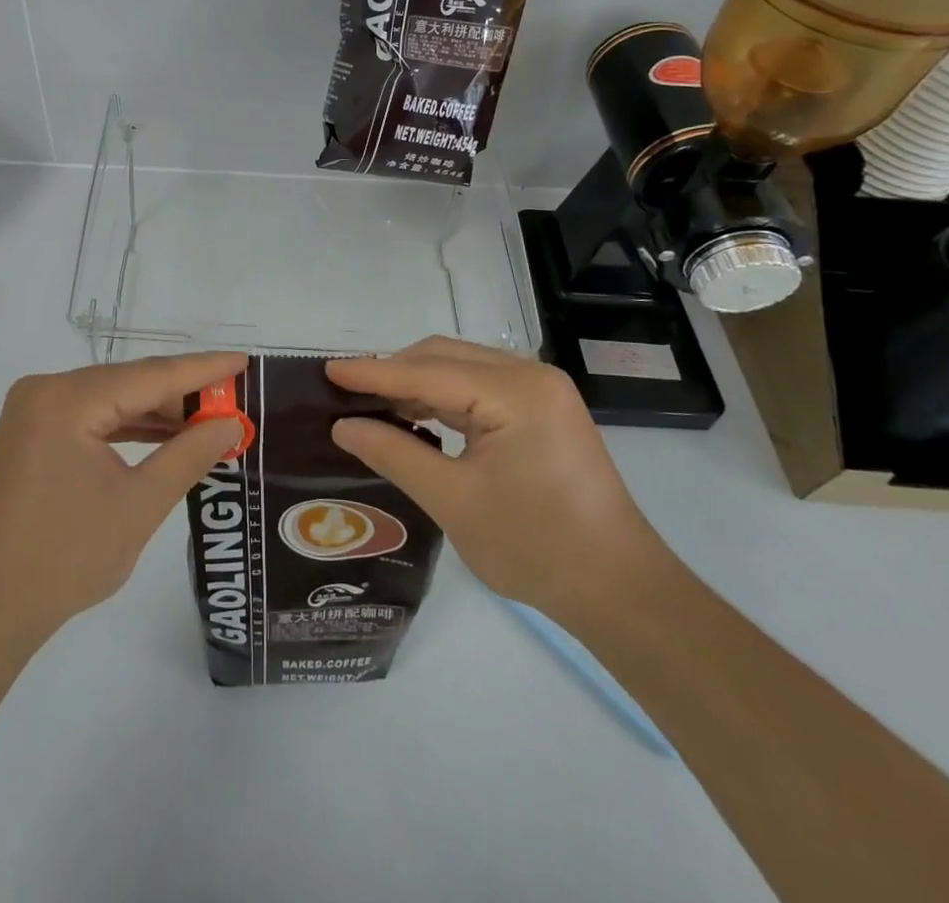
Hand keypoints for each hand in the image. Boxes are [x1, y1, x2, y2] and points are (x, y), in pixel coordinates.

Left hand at [0, 352, 247, 651]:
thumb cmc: (64, 558)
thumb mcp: (139, 505)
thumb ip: (189, 455)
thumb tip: (231, 423)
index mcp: (67, 400)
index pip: (150, 376)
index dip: (203, 369)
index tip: (245, 362)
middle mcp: (47, 390)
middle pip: (129, 382)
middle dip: (182, 394)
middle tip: (234, 401)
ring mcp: (35, 410)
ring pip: (112, 398)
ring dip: (157, 411)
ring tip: (210, 420)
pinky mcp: (33, 432)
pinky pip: (92, 417)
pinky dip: (128, 426)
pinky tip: (165, 435)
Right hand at [325, 338, 667, 625]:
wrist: (621, 591)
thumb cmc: (537, 547)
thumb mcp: (453, 501)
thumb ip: (394, 454)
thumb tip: (342, 426)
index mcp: (515, 391)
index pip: (426, 373)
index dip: (373, 373)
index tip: (327, 372)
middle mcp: (530, 375)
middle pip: (443, 357)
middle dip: (393, 372)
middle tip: (346, 394)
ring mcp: (541, 390)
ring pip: (460, 368)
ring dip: (416, 383)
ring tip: (372, 405)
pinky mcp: (543, 409)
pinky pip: (479, 387)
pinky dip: (442, 397)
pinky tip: (416, 417)